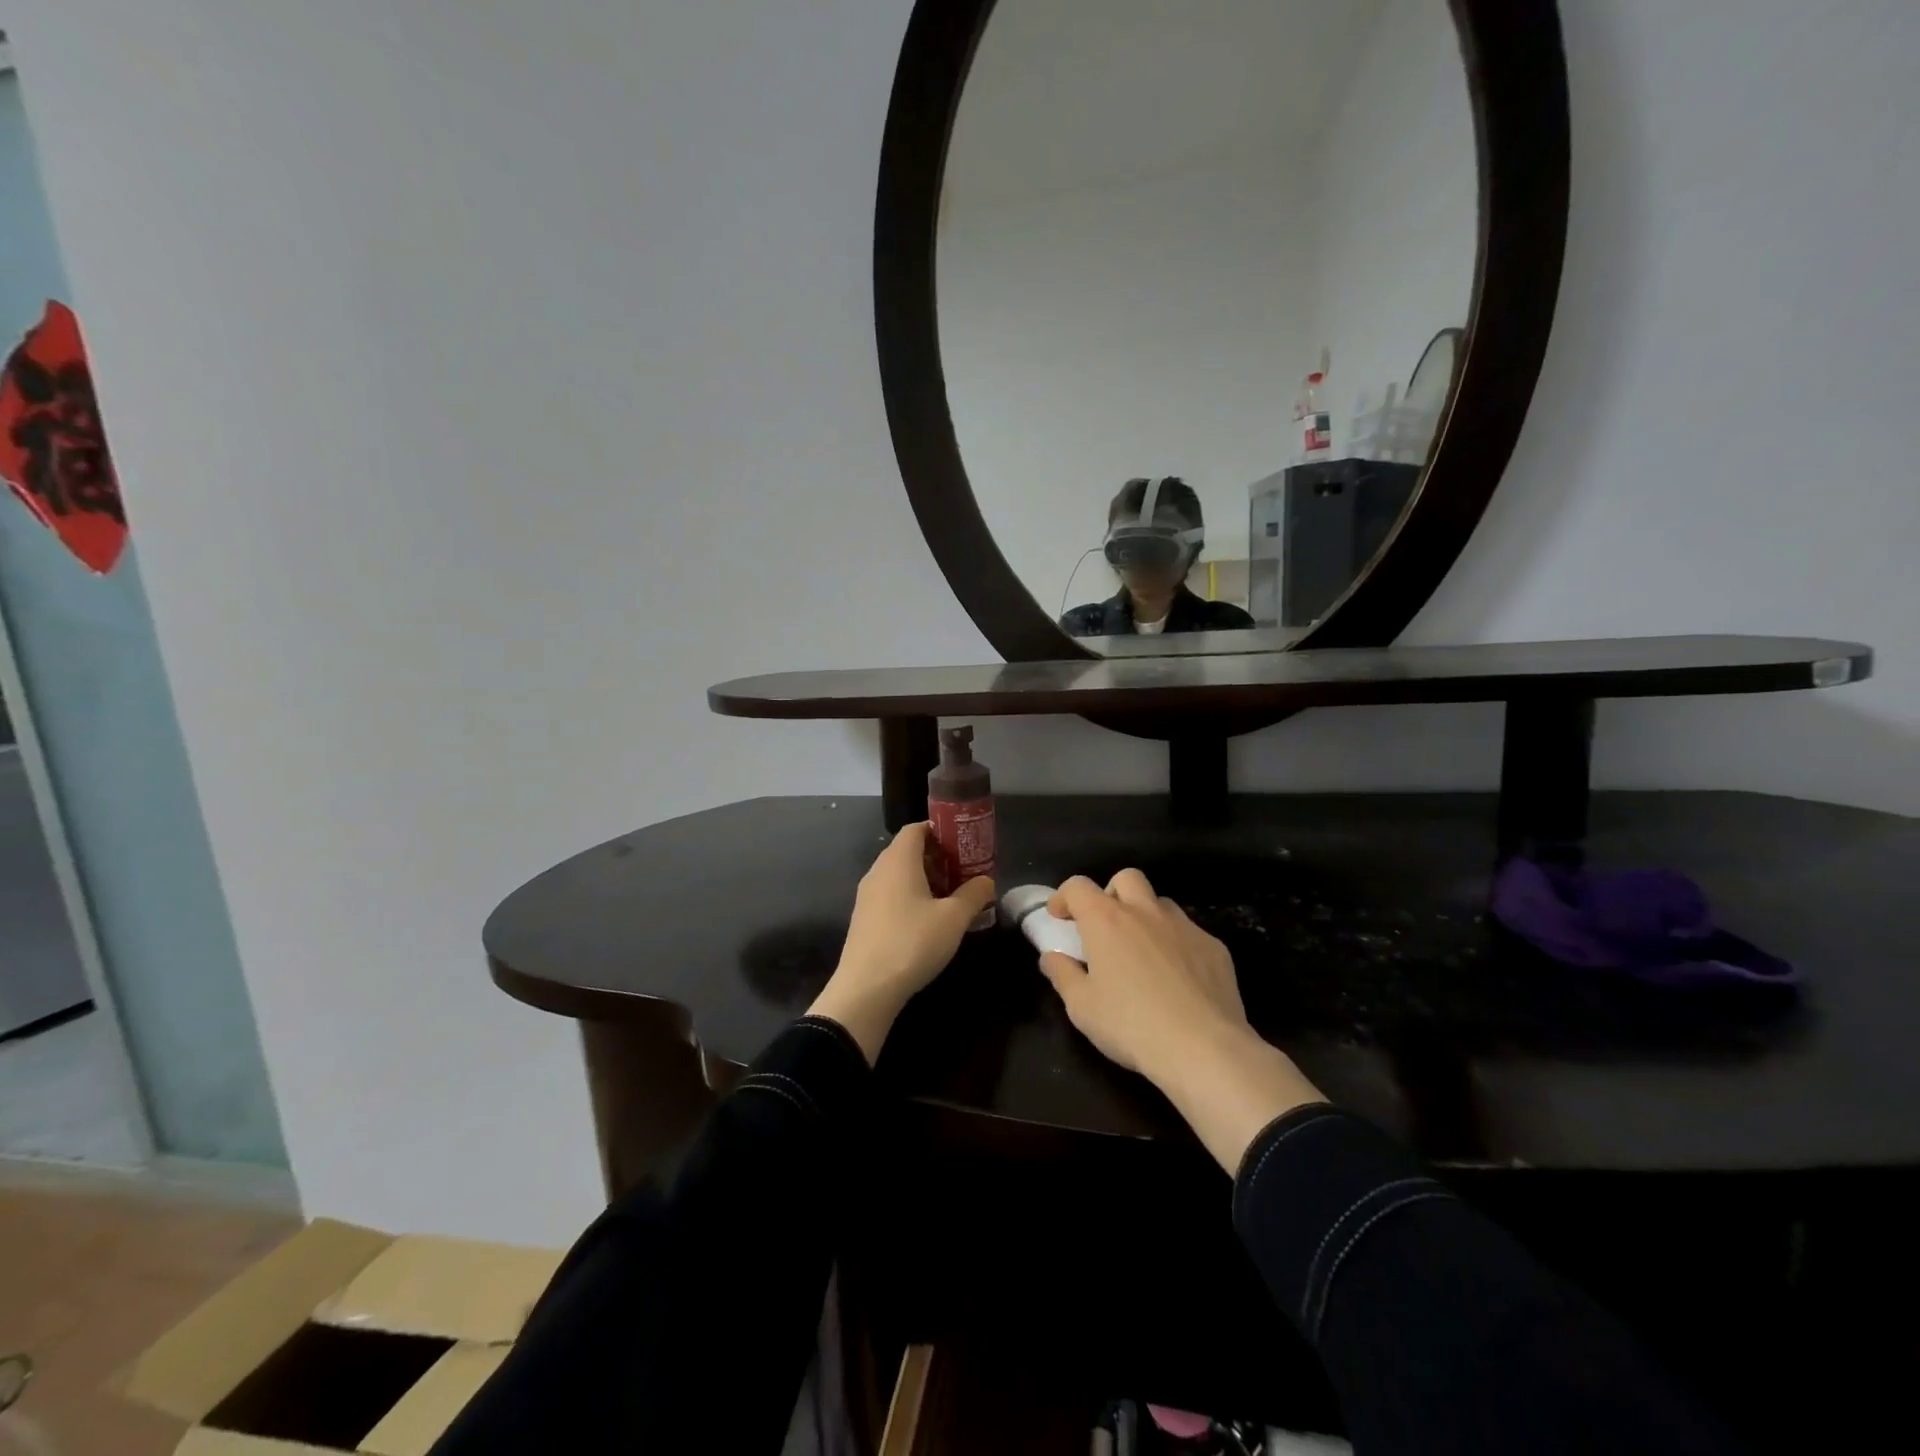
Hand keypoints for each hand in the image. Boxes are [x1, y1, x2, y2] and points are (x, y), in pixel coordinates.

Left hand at [808, 823, 995, 1063]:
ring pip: (899, 875)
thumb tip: (986, 880)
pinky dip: (910, 898)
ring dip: (925, 880)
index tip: (963, 845)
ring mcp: (867, 896)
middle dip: (937, 858)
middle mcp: (878, 871)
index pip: (916, 829)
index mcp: (898, 860)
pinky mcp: (864, 919)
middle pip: (908, 851)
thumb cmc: (913, 942)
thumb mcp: (954, 918)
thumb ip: (974, 894)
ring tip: (951, 898)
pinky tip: (928, 921)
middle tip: (964, 872)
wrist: (866, 989)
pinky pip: (890, 895)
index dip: (940, 832)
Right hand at [1038, 869, 1324, 1171]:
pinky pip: (1190, 933)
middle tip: (1105, 926)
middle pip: (1126, 878)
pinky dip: (1176, 945)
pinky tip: (1178, 979)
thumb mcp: (1082, 1007)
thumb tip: (1051, 957)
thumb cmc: (1131, 1025)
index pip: (1078, 886)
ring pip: (1161, 904)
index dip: (1064, 897)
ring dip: (1146, 918)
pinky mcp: (1214, 947)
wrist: (1204, 1048)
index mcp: (1106, 920)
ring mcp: (1184, 926)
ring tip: (1142, 953)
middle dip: (1111, 893)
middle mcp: (1145, 911)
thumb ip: (1062, 975)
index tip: (1059, 917)